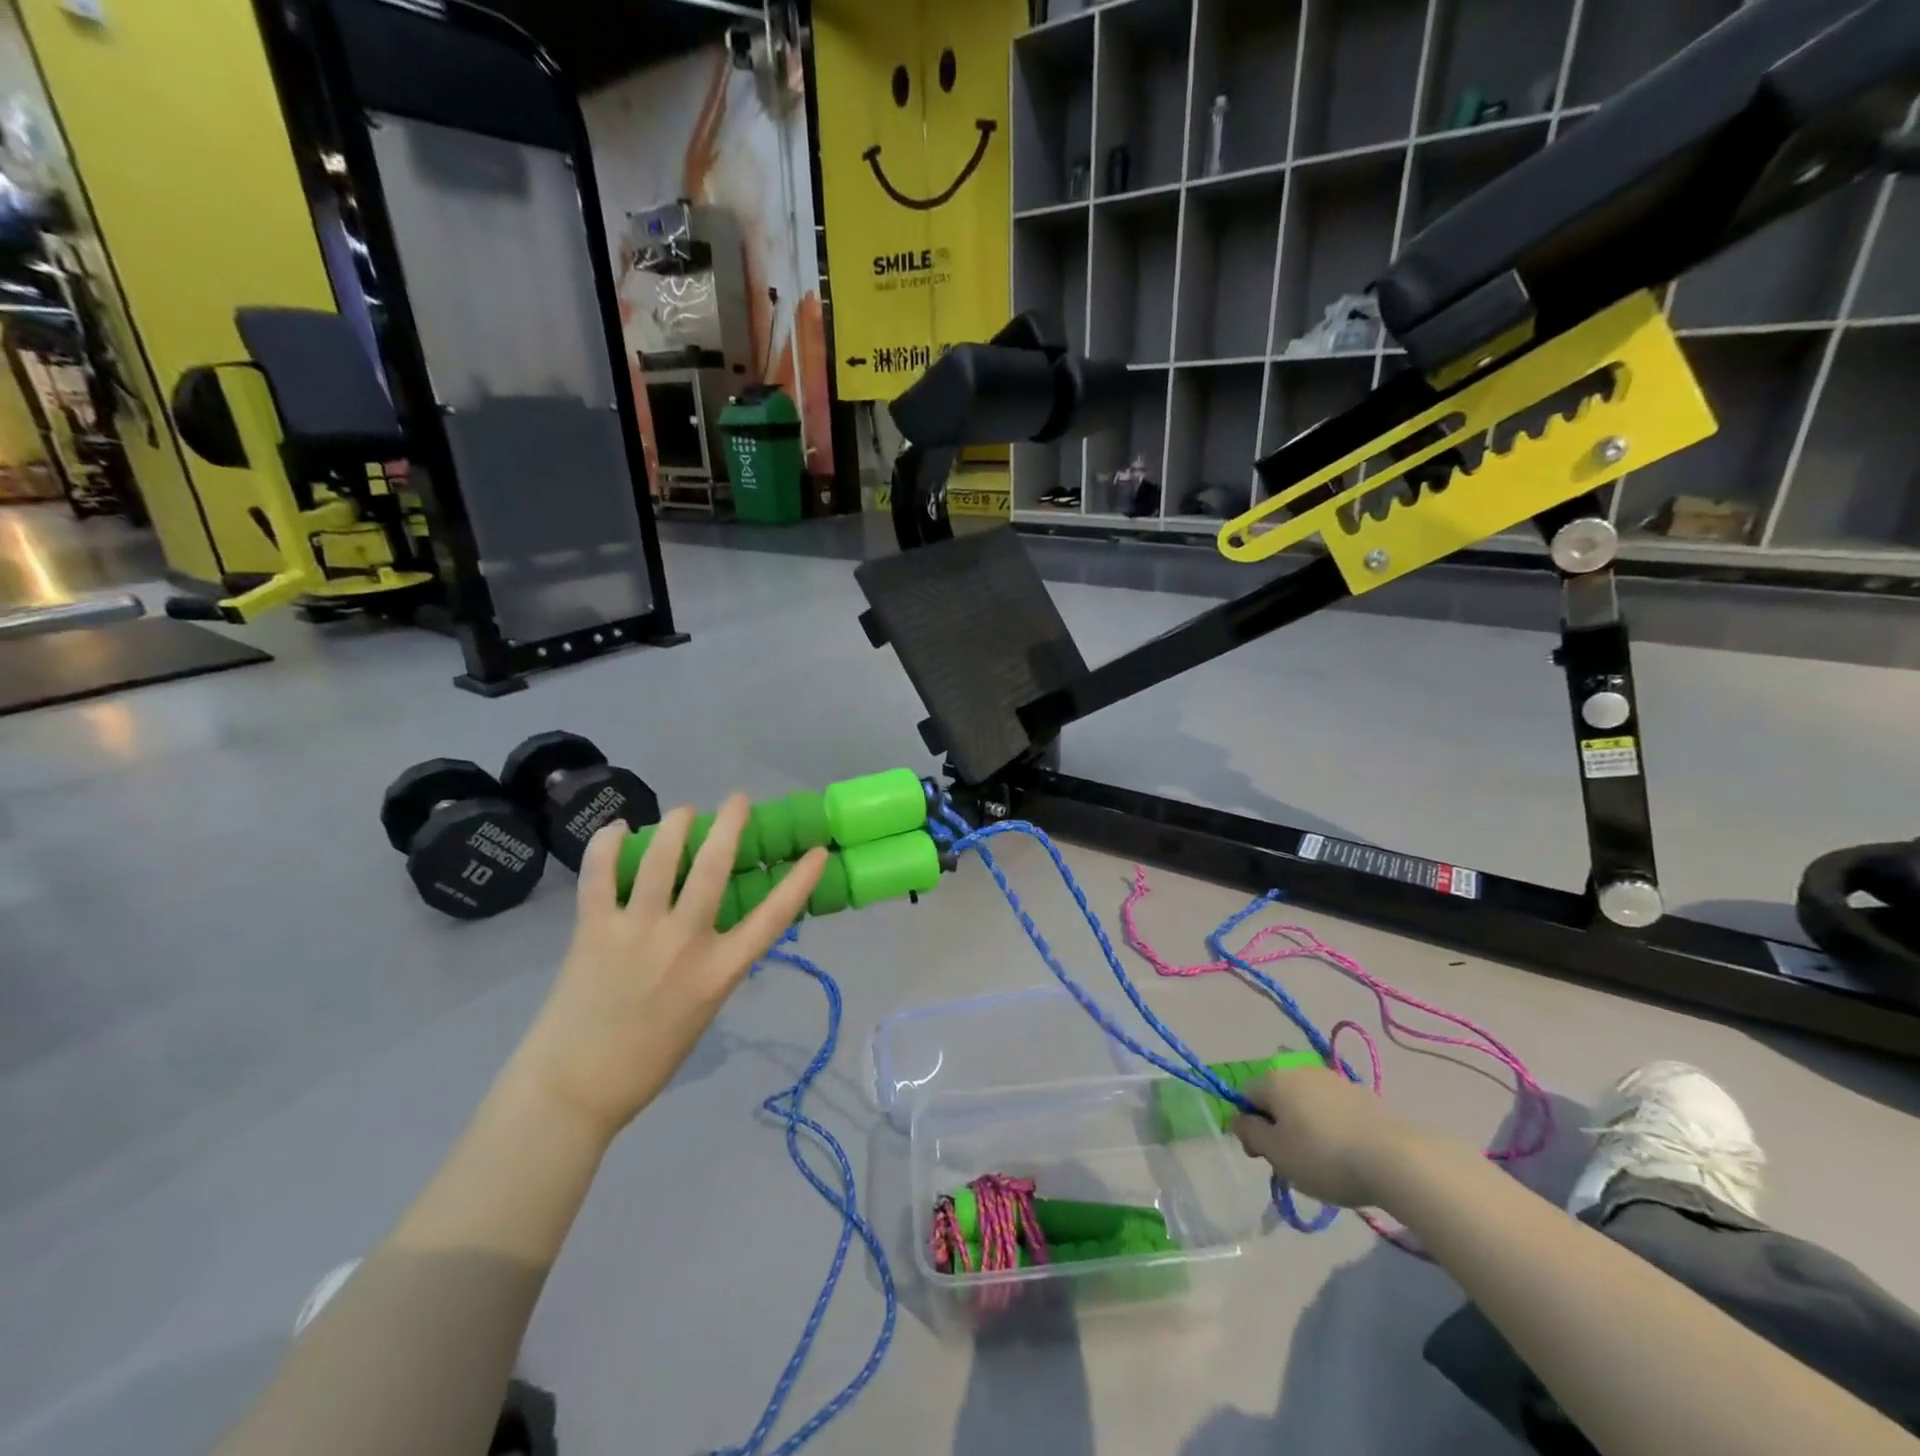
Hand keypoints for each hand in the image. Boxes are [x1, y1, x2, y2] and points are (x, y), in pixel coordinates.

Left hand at [507, 795, 826, 1142]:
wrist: (575, 1089)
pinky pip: (600, 874)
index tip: (816, 851)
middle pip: (714, 867)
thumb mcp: (704, 1010)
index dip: (799, 880)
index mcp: (720, 971)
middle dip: (730, 824)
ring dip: (675, 824)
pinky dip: (608, 845)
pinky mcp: (594, 929)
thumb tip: (717, 925)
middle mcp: (685, 942)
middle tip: (737, 800)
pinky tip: (617, 830)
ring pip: (661, 858)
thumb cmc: (648, 1058)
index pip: (774, 916)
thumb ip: (714, 964)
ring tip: (683, 812)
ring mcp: (637, 931)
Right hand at [1230, 1064, 1417, 1208]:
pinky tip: (1345, 1151)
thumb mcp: (1277, 1154)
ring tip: (1320, 1159)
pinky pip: (1332, 1108)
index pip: (1246, 1096)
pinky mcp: (1361, 1094)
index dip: (1247, 1126)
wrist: (1393, 1159)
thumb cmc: (1324, 1157)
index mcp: (1275, 1080)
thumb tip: (1236, 1119)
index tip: (1261, 1157)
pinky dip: (1330, 1125)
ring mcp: (1333, 1080)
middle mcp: (1300, 1071)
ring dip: (1304, 1124)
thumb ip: (1250, 1134)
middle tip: (1290, 1161)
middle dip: (1277, 1125)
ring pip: (1305, 1102)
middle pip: (1276, 1097)